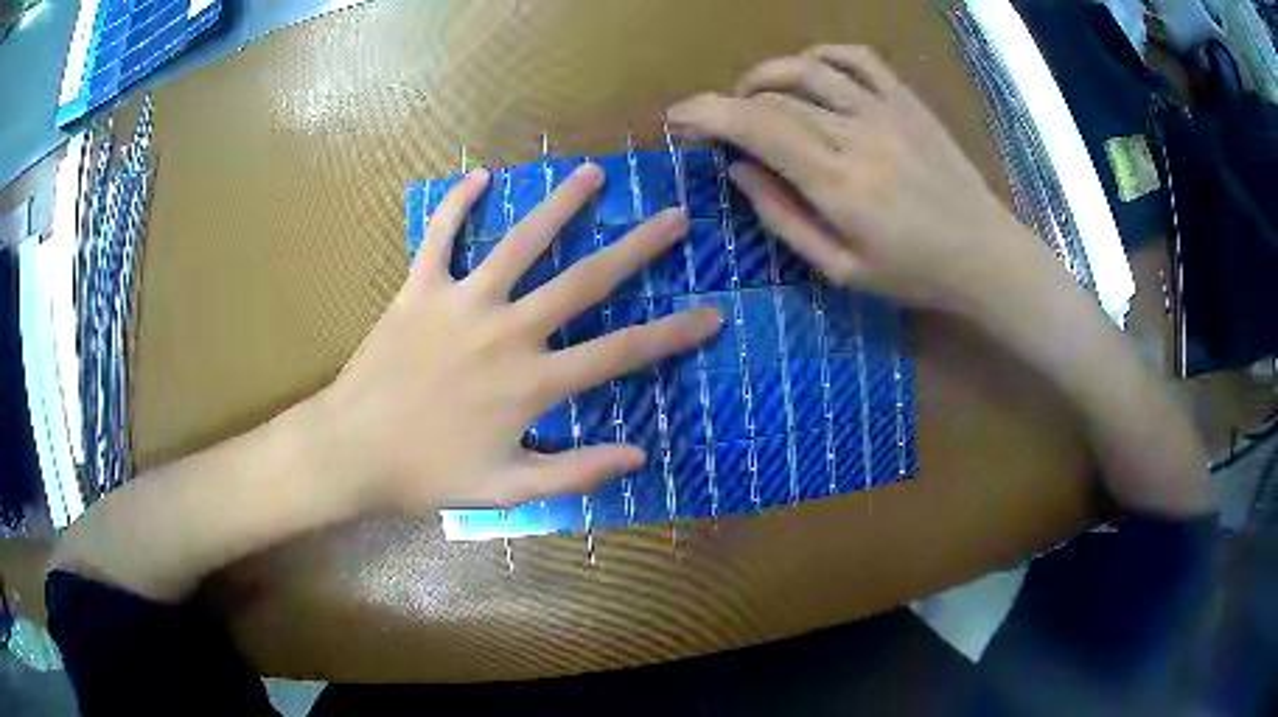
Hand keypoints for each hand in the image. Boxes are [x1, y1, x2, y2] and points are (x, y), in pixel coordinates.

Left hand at [317, 165, 720, 510]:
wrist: (352, 451)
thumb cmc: (428, 474)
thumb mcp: (508, 490)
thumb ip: (574, 472)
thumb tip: (637, 455)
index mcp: (532, 383)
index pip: (621, 352)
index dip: (673, 334)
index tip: (712, 314)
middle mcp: (507, 331)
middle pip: (585, 281)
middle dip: (637, 247)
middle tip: (673, 217)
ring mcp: (462, 304)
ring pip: (520, 243)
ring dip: (560, 205)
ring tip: (592, 174)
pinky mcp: (420, 290)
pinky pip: (440, 236)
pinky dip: (457, 204)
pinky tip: (479, 176)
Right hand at [667, 45, 1038, 313]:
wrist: (985, 254)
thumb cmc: (914, 274)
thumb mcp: (841, 270)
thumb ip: (784, 219)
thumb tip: (739, 171)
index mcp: (837, 183)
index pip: (756, 127)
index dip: (707, 115)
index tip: (677, 119)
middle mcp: (856, 134)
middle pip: (774, 97)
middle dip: (727, 102)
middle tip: (712, 123)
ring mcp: (884, 110)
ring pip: (807, 69)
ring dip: (766, 75)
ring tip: (752, 95)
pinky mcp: (906, 101)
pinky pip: (858, 59)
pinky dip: (822, 55)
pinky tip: (809, 70)